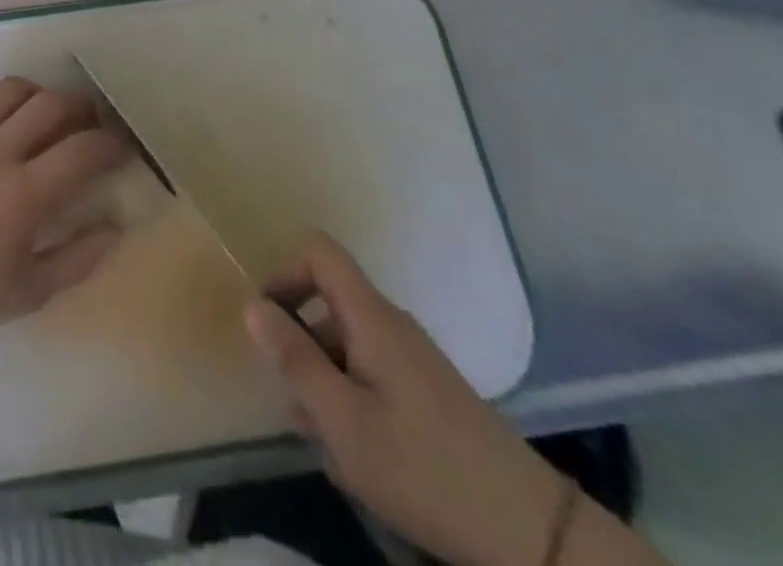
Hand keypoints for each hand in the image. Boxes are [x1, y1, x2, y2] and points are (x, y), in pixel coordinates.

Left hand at [0, 76, 129, 350]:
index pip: (82, 150)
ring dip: (37, 94)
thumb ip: (80, 257)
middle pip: (51, 104)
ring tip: (44, 113)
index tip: (121, 148)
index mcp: (24, 196)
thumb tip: (116, 224)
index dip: (111, 144)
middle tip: (87, 124)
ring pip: (11, 89)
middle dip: (81, 108)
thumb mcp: (32, 292)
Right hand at [245, 232, 568, 565]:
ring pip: (348, 347)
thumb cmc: (423, 467)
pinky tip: (360, 461)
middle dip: (301, 347)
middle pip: (329, 304)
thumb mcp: (343, 420)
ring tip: (327, 448)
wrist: (530, 531)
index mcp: (370, 316)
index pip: (319, 251)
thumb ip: (294, 359)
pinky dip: (353, 403)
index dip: (285, 273)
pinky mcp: (429, 394)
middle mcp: (391, 324)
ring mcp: (413, 359)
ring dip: (325, 384)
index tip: (269, 324)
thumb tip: (252, 305)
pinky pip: (372, 376)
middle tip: (295, 407)